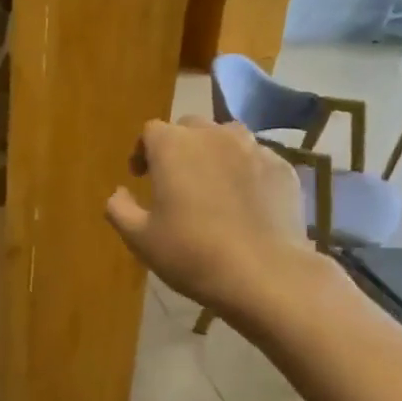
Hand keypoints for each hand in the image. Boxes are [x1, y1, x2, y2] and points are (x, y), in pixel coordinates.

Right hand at [105, 117, 312, 314]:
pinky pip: (256, 159)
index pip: (151, 131)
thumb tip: (119, 192)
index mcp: (173, 146)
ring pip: (227, 138)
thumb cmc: (191, 253)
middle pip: (190, 127)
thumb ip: (119, 208)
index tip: (140, 176)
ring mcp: (254, 148)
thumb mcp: (139, 238)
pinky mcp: (283, 168)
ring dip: (214, 153)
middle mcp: (214, 136)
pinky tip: (244, 202)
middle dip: (179, 147)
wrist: (263, 273)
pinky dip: (245, 172)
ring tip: (212, 184)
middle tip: (175, 180)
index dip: (143, 151)